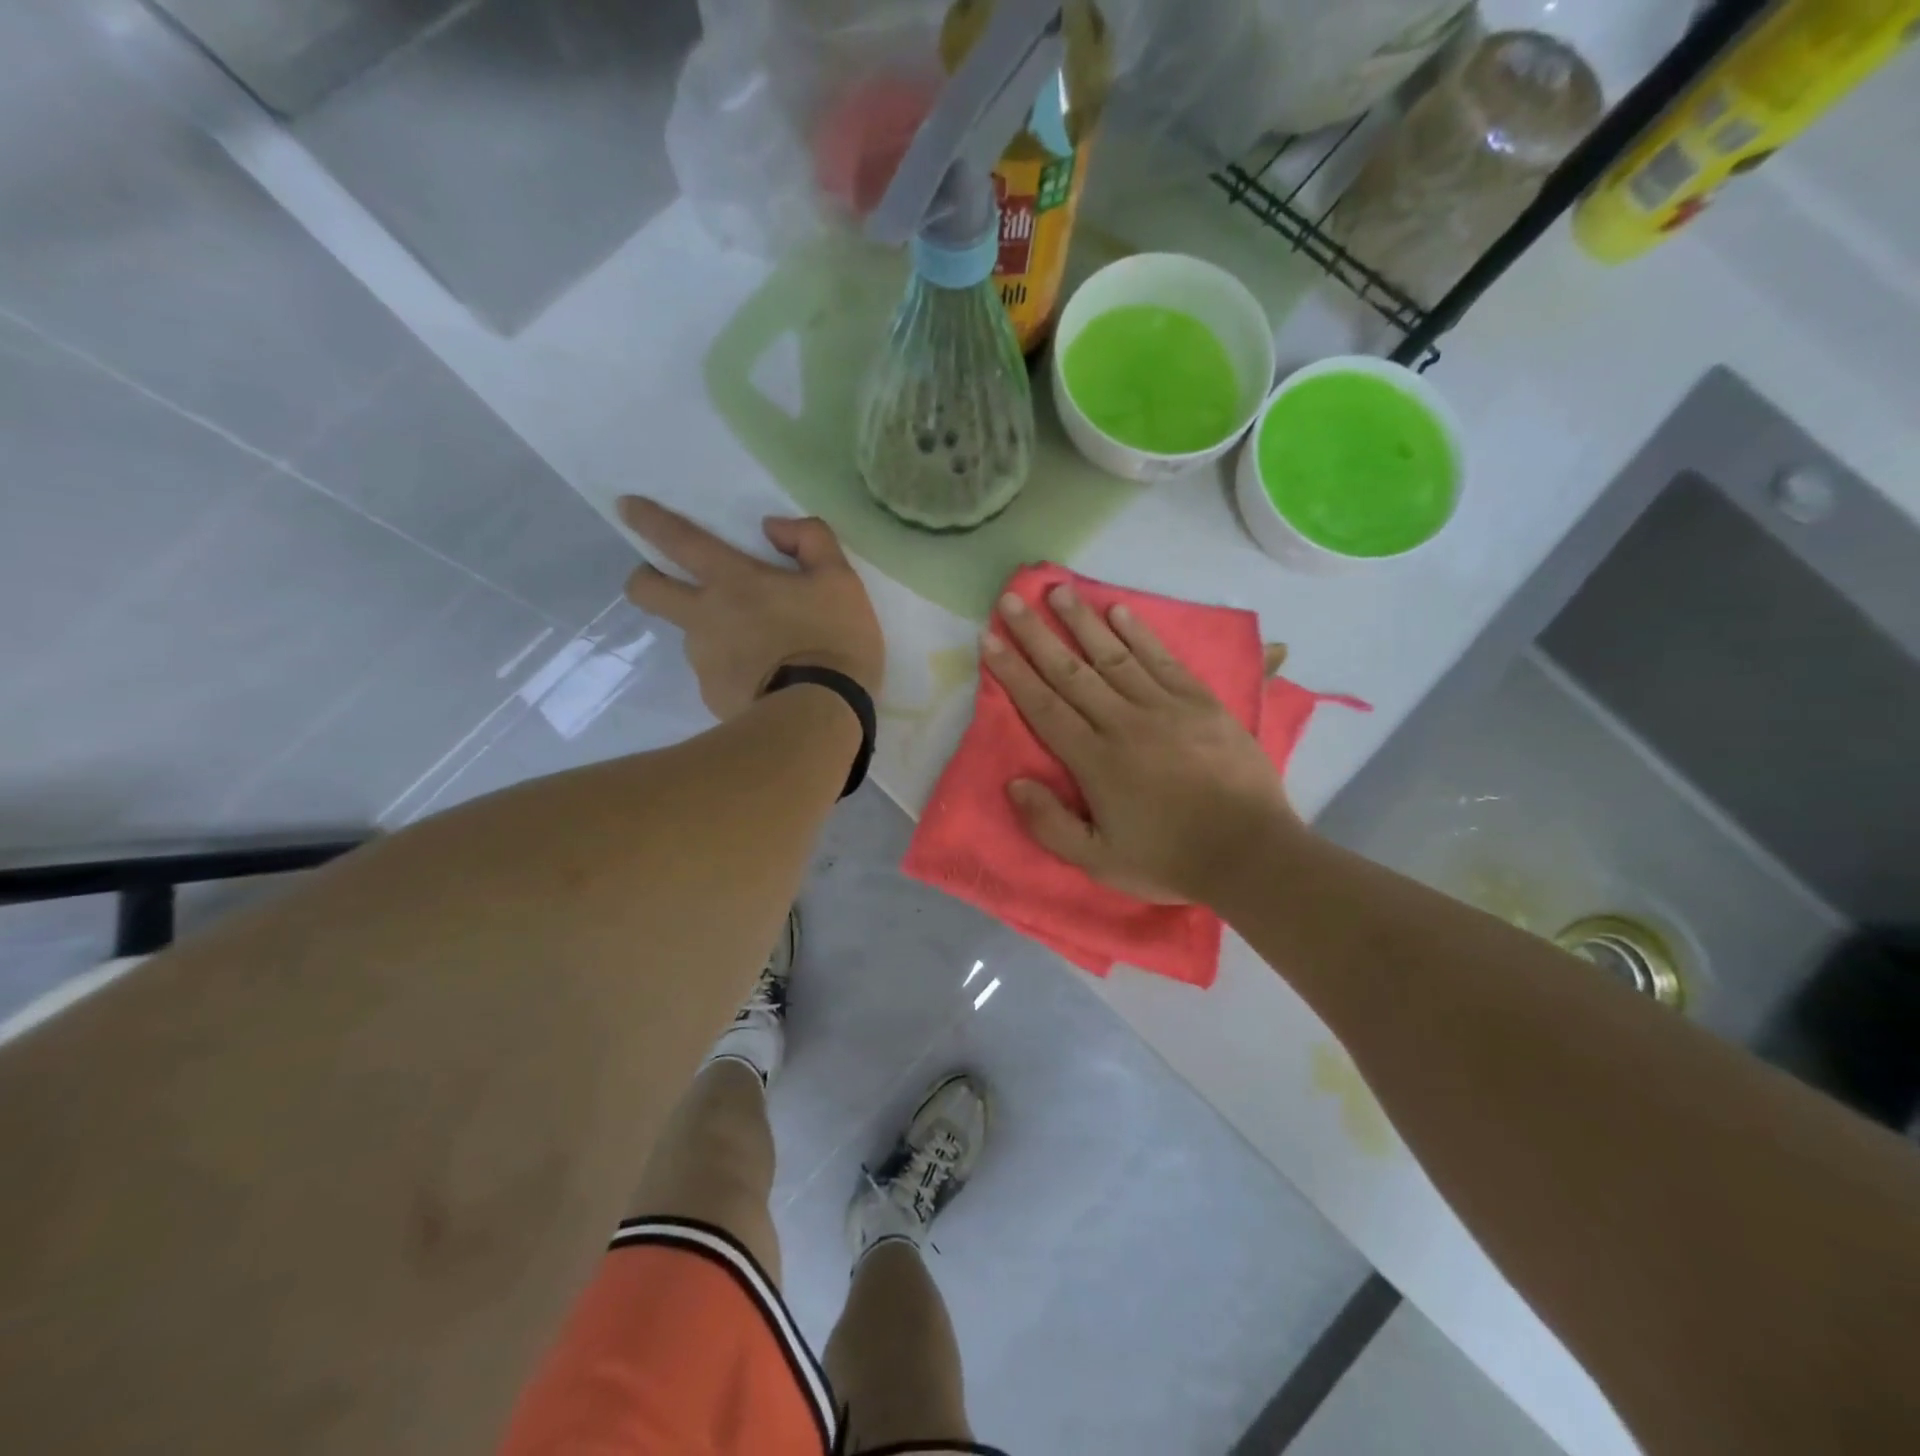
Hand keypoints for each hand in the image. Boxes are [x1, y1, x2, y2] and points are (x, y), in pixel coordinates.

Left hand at [620, 498, 882, 719]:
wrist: (818, 716)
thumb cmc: (832, 641)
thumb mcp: (841, 581)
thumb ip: (810, 539)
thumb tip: (773, 527)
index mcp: (733, 581)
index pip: (679, 540)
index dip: (649, 520)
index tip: (626, 507)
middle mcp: (705, 617)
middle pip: (647, 591)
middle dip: (645, 578)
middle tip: (668, 582)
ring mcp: (704, 661)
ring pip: (691, 637)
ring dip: (712, 635)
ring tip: (756, 651)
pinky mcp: (712, 696)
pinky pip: (716, 676)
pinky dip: (734, 674)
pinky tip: (764, 683)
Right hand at [981, 584, 1302, 904]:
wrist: (1250, 852)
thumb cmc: (1169, 860)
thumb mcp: (1098, 861)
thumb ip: (1050, 824)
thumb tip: (1013, 782)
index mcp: (1095, 760)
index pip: (1043, 707)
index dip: (1013, 672)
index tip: (989, 639)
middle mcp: (1123, 722)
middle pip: (1071, 671)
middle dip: (1037, 634)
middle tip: (1011, 599)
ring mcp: (1164, 707)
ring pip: (1113, 655)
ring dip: (1082, 621)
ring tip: (1058, 589)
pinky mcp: (1200, 702)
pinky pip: (1162, 659)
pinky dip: (1139, 633)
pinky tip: (1118, 610)